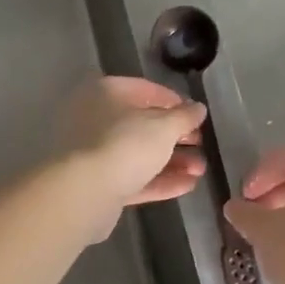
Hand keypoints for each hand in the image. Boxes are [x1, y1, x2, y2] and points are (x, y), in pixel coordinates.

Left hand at [55, 76, 207, 239]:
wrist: (83, 194)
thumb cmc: (125, 145)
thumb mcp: (163, 127)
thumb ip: (184, 117)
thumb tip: (198, 108)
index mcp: (107, 93)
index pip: (146, 90)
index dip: (175, 102)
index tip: (197, 116)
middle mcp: (96, 118)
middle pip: (143, 124)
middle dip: (176, 137)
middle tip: (201, 145)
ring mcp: (94, 152)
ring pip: (139, 153)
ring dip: (172, 161)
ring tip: (200, 170)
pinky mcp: (97, 184)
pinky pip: (133, 177)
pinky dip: (159, 180)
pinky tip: (187, 185)